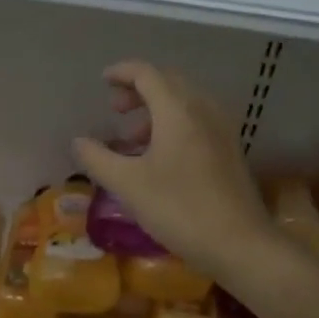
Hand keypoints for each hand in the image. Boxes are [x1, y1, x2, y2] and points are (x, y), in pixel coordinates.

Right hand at [71, 61, 278, 282]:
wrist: (240, 244)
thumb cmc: (179, 208)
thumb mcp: (128, 185)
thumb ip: (98, 158)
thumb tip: (78, 141)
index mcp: (178, 110)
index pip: (147, 74)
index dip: (122, 72)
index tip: (102, 81)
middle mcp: (203, 110)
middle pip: (169, 83)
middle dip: (139, 90)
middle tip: (115, 110)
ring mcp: (221, 130)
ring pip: (185, 103)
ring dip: (156, 109)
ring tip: (132, 139)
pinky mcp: (229, 151)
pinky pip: (197, 121)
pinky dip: (173, 125)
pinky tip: (159, 156)